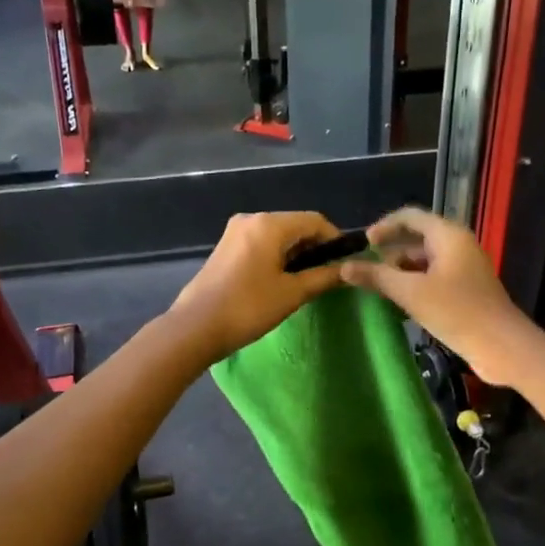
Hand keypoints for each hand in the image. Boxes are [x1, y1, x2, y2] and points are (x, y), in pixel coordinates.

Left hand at [168, 212, 346, 362]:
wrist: (196, 327)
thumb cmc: (248, 307)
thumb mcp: (292, 293)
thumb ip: (323, 277)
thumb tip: (348, 270)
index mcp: (269, 224)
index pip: (315, 221)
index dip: (335, 239)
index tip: (345, 263)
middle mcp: (251, 218)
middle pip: (294, 225)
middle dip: (314, 247)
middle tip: (327, 275)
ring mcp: (234, 232)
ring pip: (277, 235)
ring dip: (295, 253)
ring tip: (305, 282)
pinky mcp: (225, 247)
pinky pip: (260, 244)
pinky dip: (276, 256)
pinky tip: (279, 280)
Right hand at [339, 207, 537, 385]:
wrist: (501, 346)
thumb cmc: (457, 312)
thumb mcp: (411, 293)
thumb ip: (377, 277)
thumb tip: (344, 267)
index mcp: (448, 236)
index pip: (411, 217)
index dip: (385, 226)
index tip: (363, 243)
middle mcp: (458, 245)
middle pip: (418, 238)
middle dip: (390, 251)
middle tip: (366, 269)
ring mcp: (464, 268)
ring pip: (425, 260)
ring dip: (401, 270)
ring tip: (378, 286)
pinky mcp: (466, 290)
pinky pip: (434, 278)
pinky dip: (415, 284)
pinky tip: (400, 302)